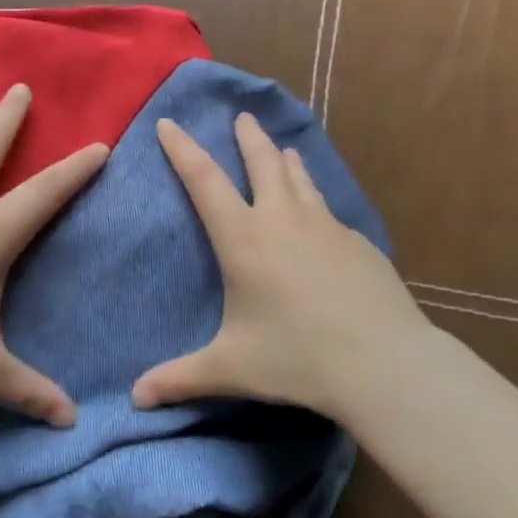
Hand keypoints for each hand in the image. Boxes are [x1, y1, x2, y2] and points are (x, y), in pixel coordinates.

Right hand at [132, 113, 427, 419]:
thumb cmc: (296, 358)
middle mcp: (282, 219)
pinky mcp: (357, 240)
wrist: (382, 362)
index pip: (203, 179)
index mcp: (243, 238)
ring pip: (300, 177)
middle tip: (243, 117)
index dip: (182, 148)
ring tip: (282, 149)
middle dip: (247, 137)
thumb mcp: (231, 368)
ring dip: (285, 159)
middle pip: (261, 162)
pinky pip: (327, 208)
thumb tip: (135, 400)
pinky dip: (313, 197)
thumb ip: (180, 379)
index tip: (170, 123)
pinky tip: (319, 214)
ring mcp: (325, 225)